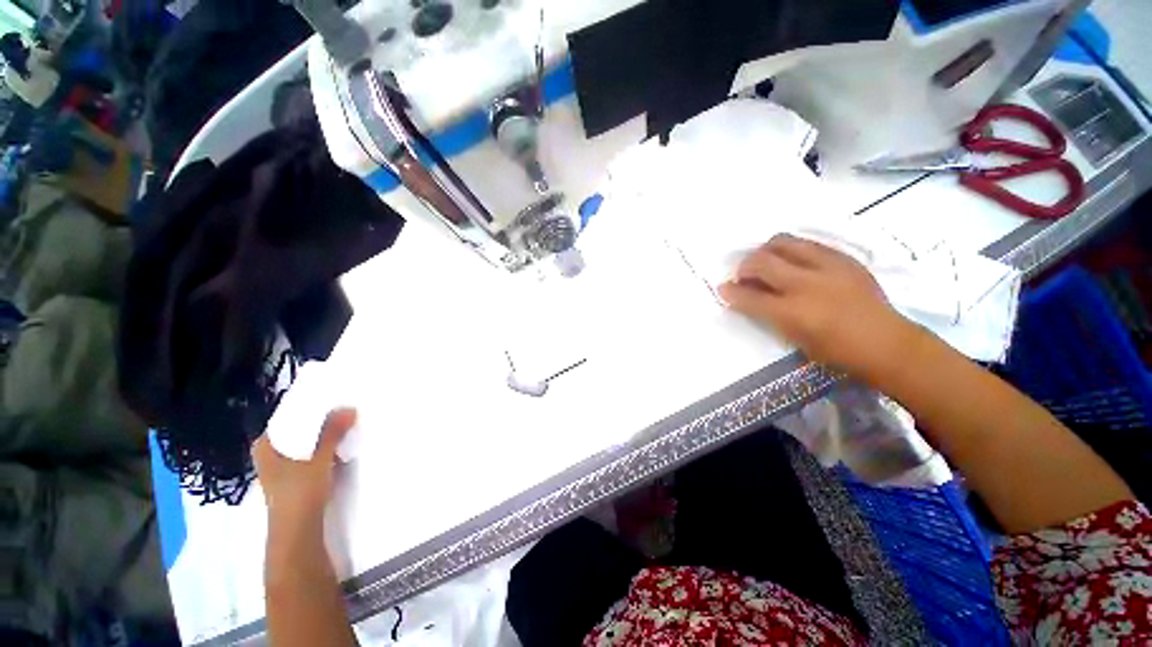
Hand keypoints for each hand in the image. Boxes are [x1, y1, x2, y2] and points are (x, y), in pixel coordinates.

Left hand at [253, 408, 356, 526]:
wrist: (297, 534)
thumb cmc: (299, 495)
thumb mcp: (318, 460)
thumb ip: (332, 433)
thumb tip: (349, 407)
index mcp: (265, 447)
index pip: (286, 418)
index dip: (308, 408)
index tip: (331, 398)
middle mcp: (270, 456)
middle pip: (296, 431)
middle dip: (319, 421)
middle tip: (342, 408)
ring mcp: (282, 470)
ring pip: (303, 444)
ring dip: (322, 436)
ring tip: (344, 423)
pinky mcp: (295, 480)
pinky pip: (309, 456)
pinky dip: (322, 449)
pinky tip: (338, 446)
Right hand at [718, 234, 918, 382]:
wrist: (886, 342)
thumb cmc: (836, 350)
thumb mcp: (794, 338)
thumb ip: (767, 315)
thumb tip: (746, 297)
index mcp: (792, 312)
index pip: (749, 296)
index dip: (730, 291)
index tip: (723, 288)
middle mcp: (806, 284)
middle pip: (761, 262)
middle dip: (744, 267)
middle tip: (744, 275)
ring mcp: (827, 267)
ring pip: (783, 242)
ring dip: (765, 251)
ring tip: (767, 262)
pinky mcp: (844, 258)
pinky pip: (808, 243)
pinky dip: (791, 250)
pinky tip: (793, 261)